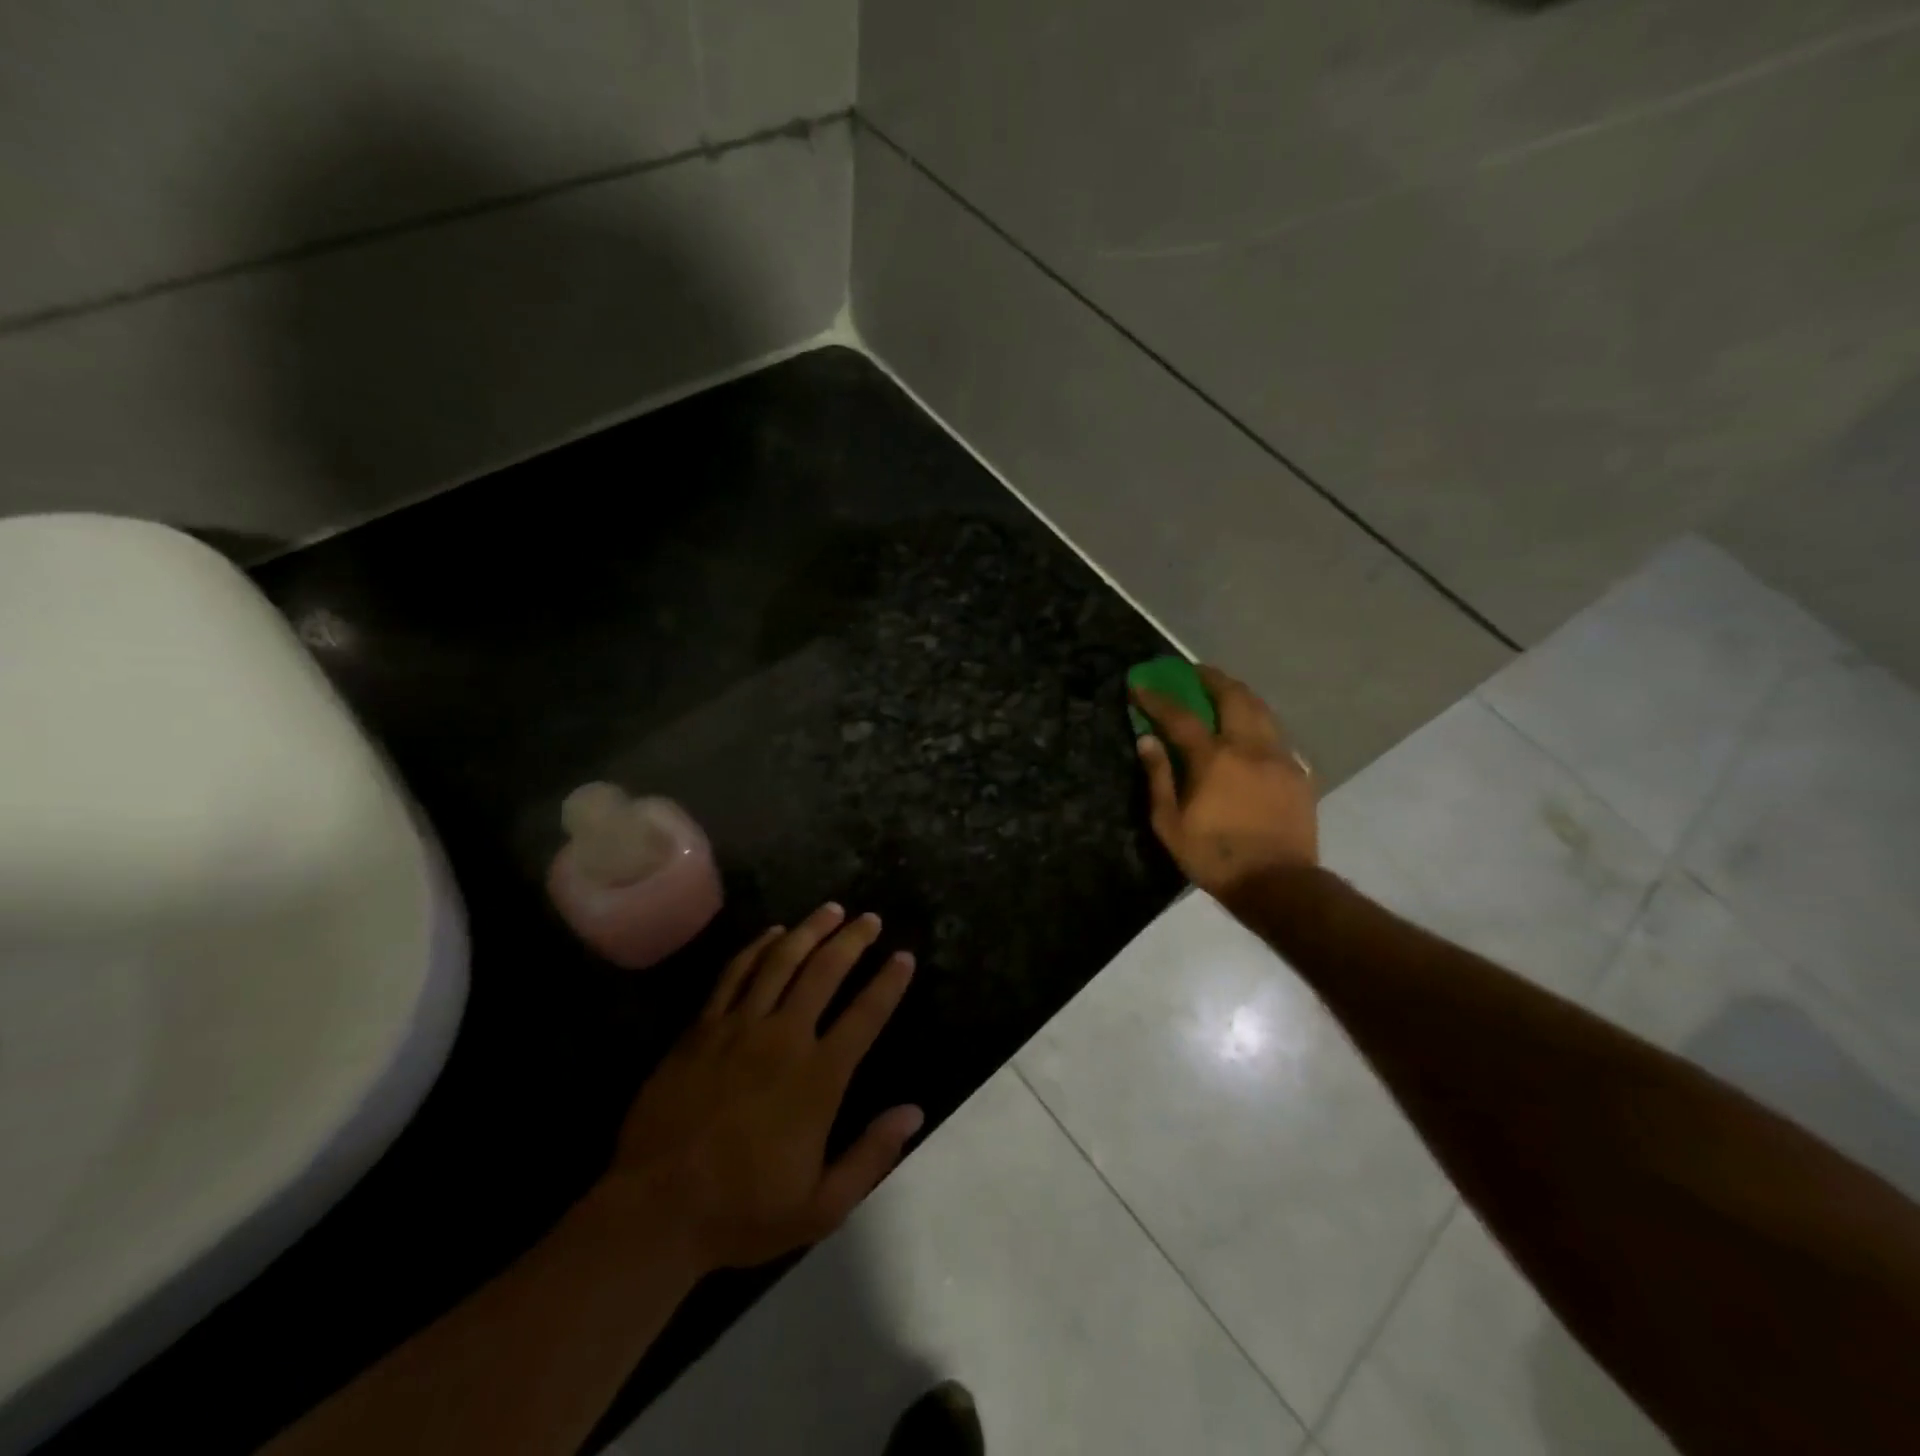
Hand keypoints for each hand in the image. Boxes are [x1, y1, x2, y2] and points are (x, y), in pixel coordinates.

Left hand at [603, 904, 920, 1273]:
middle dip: (852, 941)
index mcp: (817, 1078)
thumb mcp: (822, 1206)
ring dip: (810, 931)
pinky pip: (734, 974)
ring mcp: (738, 1028)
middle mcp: (783, 1039)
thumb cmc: (743, 1212)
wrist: (654, 1211)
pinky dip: (757, 948)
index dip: (889, 982)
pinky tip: (773, 933)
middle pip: (824, 972)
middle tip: (869, 919)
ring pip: (781, 962)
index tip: (904, 956)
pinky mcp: (701, 1029)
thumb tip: (914, 1112)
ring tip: (831, 910)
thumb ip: (871, 1155)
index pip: (865, 1015)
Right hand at [1132, 664, 1317, 898]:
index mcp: (1214, 758)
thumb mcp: (1170, 824)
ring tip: (1224, 691)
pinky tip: (1252, 731)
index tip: (1139, 685)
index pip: (1180, 716)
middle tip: (1194, 671)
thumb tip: (1147, 740)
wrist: (1278, 883)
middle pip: (1233, 696)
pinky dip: (1259, 722)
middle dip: (1211, 678)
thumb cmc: (1215, 857)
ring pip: (1262, 710)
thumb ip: (1159, 777)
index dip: (1157, 698)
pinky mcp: (1298, 773)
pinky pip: (1277, 735)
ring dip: (1240, 694)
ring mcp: (1279, 757)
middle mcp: (1249, 747)